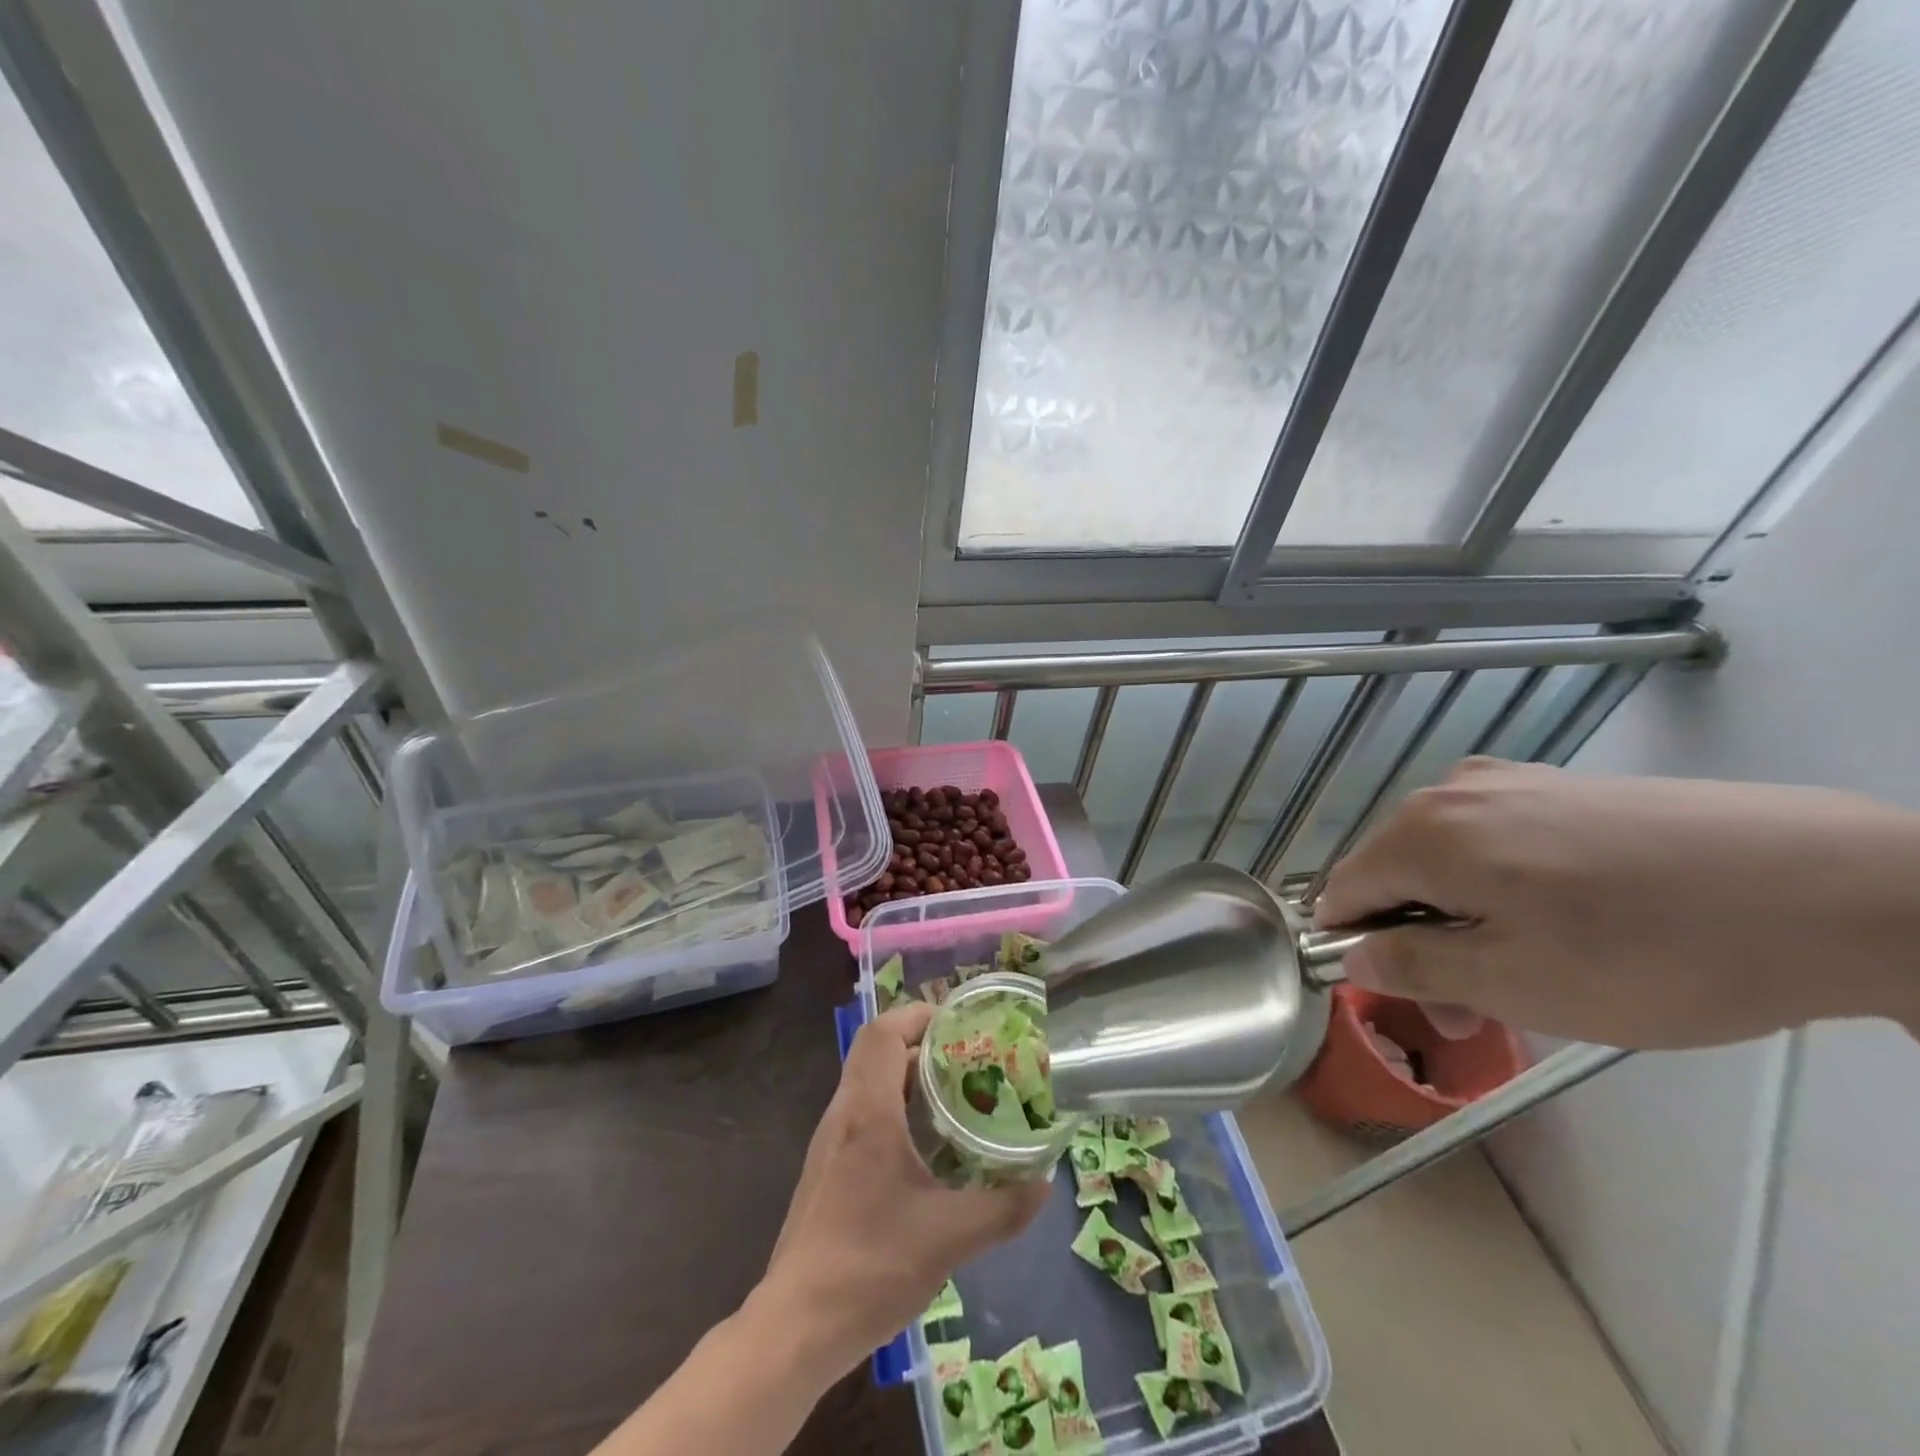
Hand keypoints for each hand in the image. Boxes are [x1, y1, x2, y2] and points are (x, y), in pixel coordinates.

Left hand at [750, 1003, 1048, 1381]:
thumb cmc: (871, 1265)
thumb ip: (1002, 1208)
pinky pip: (861, 1116)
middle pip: (875, 1053)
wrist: (796, 1326)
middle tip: (967, 1059)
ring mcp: (829, 1144)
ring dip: (906, 1079)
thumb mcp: (949, 1237)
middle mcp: (843, 1115)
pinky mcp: (825, 1171)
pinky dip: (893, 1109)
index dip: (917, 1015)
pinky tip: (924, 1149)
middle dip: (920, 1046)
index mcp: (867, 1111)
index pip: (882, 1033)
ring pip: (867, 1085)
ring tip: (954, 1097)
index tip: (956, 1022)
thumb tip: (1043, 1184)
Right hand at [1315, 758, 1919, 1049]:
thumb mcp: (1514, 982)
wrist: (1835, 889)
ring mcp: (1511, 782)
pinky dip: (1503, 887)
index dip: (1358, 949)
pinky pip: (1496, 841)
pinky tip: (1569, 921)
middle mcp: (1452, 792)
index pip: (1343, 891)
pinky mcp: (1564, 787)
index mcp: (1424, 833)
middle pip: (1394, 874)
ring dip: (1462, 918)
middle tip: (1478, 1009)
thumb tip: (1353, 956)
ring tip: (1532, 972)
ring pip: (1446, 860)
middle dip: (1418, 941)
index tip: (1411, 998)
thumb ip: (1411, 966)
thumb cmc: (1651, 951)